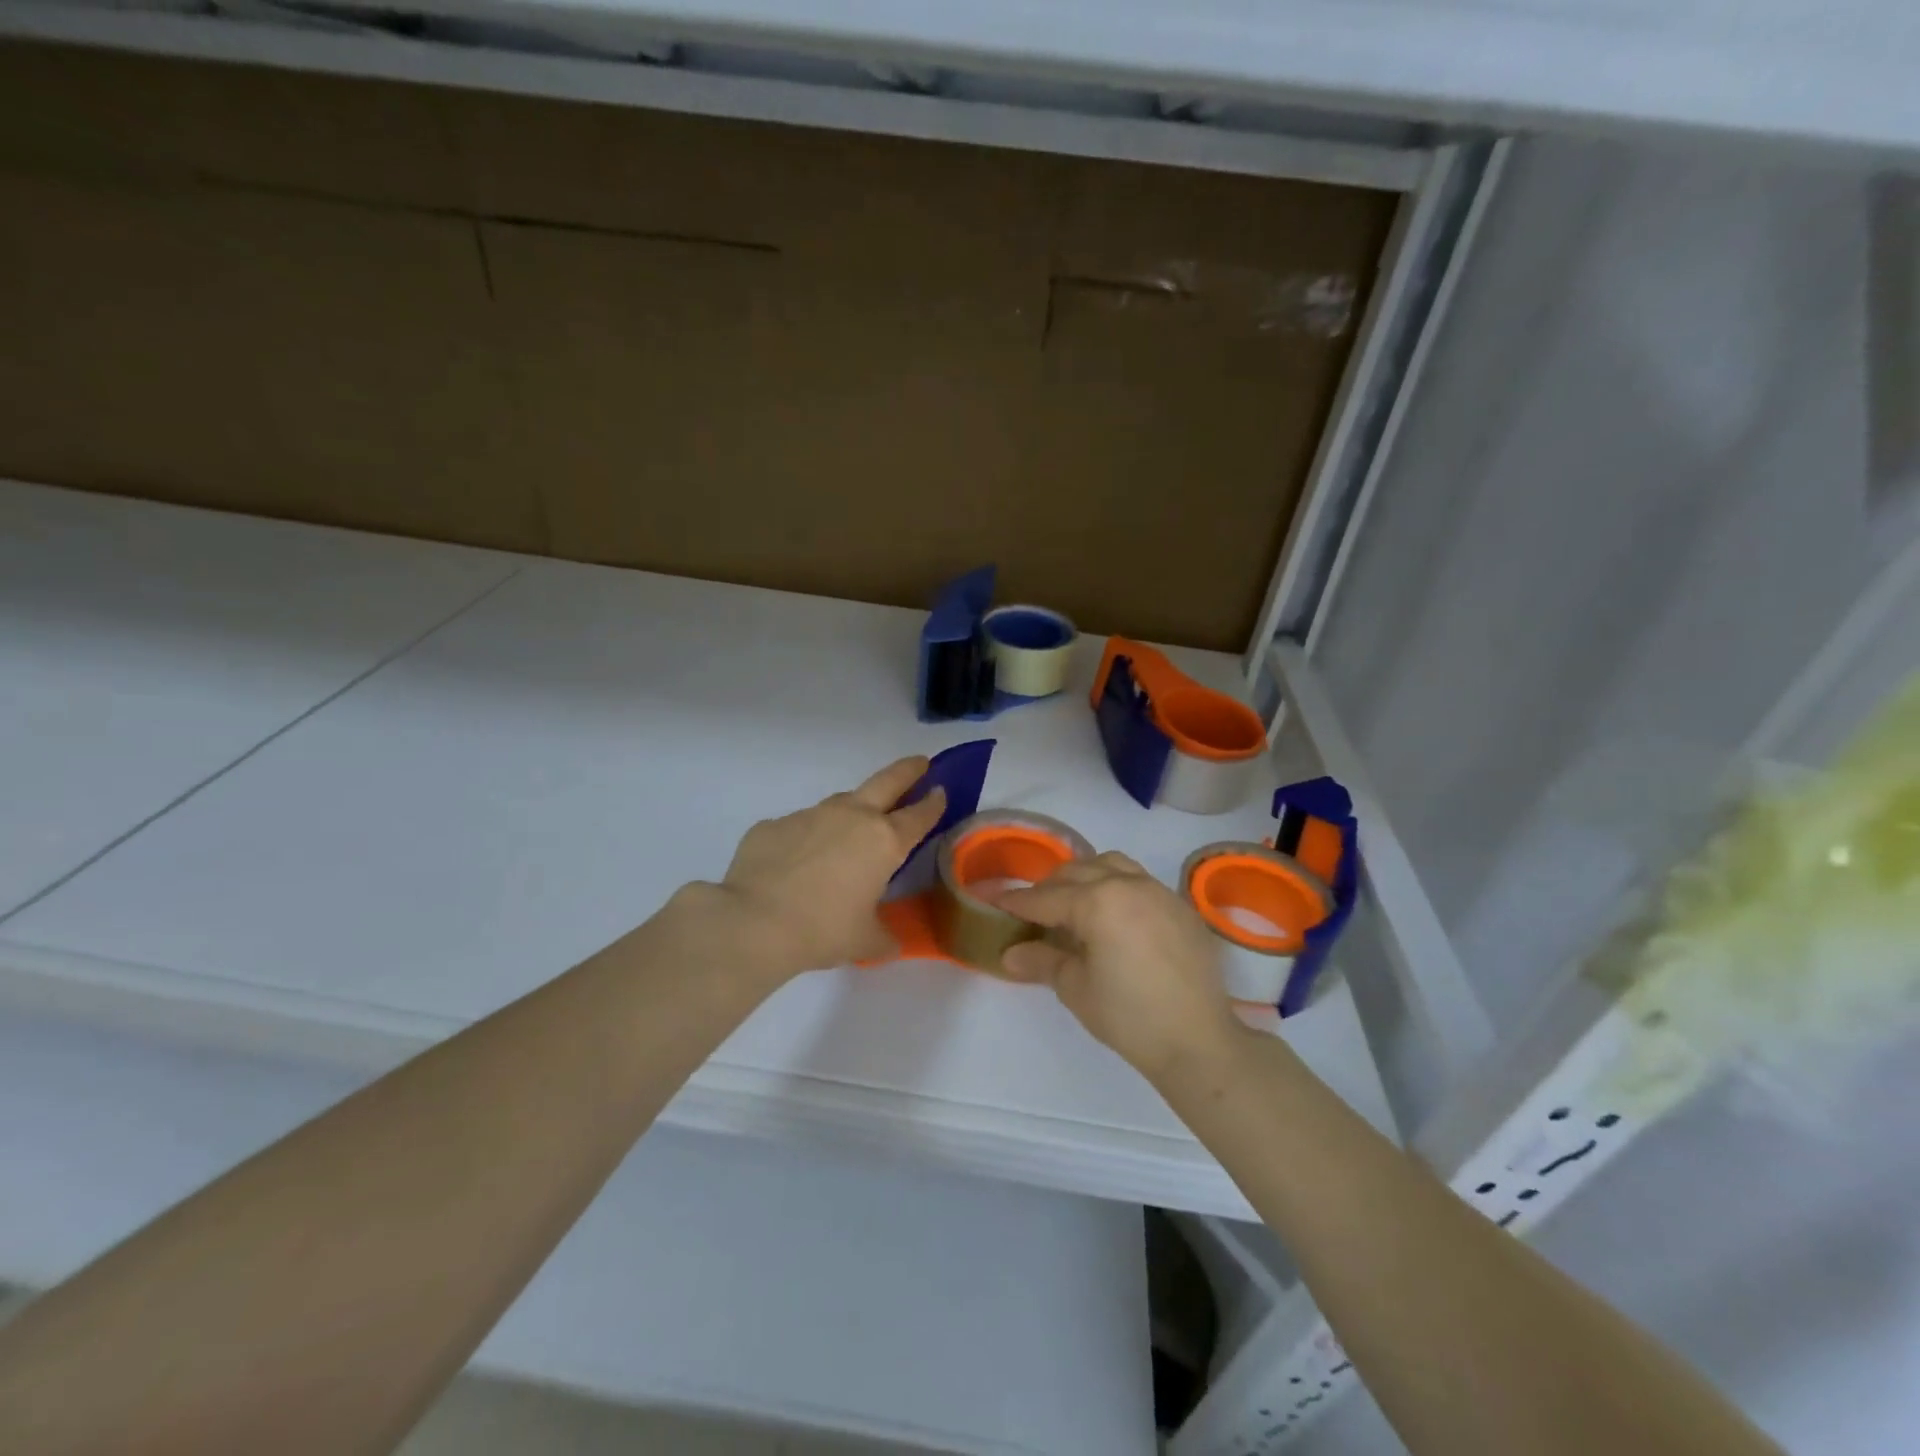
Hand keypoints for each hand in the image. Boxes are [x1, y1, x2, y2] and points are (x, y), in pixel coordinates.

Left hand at [712, 756, 946, 975]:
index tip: (941, 791)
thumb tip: (889, 940)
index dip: (933, 803)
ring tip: (848, 833)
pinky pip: (799, 827)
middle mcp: (851, 817)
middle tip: (918, 763)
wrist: (753, 923)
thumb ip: (883, 935)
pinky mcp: (774, 824)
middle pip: (887, 781)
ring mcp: (810, 815)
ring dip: (852, 811)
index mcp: (884, 842)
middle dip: (907, 771)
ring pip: (840, 802)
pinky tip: (796, 864)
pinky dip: (806, 839)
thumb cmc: (823, 931)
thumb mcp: (865, 941)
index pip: (919, 815)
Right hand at [996, 853, 1244, 1078]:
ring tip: (1074, 903)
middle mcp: (1128, 884)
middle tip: (1032, 910)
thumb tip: (1009, 953)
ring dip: (1086, 876)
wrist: (1198, 1041)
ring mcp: (1159, 891)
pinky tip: (1114, 916)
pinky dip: (1118, 886)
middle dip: (1049, 887)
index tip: (994, 901)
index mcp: (1097, 901)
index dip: (1016, 902)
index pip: (1046, 897)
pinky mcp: (1181, 907)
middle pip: (1077, 872)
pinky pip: (1140, 881)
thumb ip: (1041, 960)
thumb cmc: (1128, 1016)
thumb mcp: (1075, 988)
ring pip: (1111, 865)